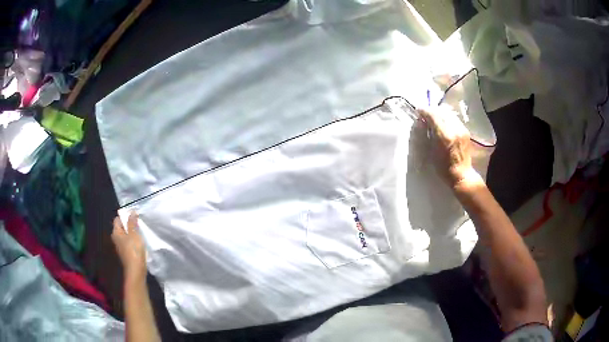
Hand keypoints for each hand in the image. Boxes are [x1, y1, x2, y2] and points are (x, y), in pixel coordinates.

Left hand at [111, 212, 146, 283]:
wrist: (136, 270)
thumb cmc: (134, 250)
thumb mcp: (134, 234)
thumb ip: (132, 222)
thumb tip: (132, 212)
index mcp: (116, 233)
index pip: (118, 219)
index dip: (125, 216)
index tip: (134, 216)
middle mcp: (116, 239)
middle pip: (122, 227)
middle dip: (129, 225)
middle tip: (138, 224)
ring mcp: (121, 247)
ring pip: (126, 236)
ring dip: (132, 233)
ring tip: (141, 233)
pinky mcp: (126, 253)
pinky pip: (129, 243)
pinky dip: (133, 241)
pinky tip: (140, 243)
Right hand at [417, 106, 480, 187]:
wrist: (461, 175)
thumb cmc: (443, 168)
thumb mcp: (431, 152)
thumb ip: (427, 134)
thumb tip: (422, 122)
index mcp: (444, 135)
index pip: (433, 115)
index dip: (424, 111)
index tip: (418, 111)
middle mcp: (454, 129)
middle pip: (441, 111)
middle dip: (432, 111)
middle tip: (426, 114)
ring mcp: (461, 129)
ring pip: (449, 113)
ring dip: (440, 113)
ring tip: (435, 118)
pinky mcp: (465, 131)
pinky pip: (455, 119)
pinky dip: (448, 118)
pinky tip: (444, 124)